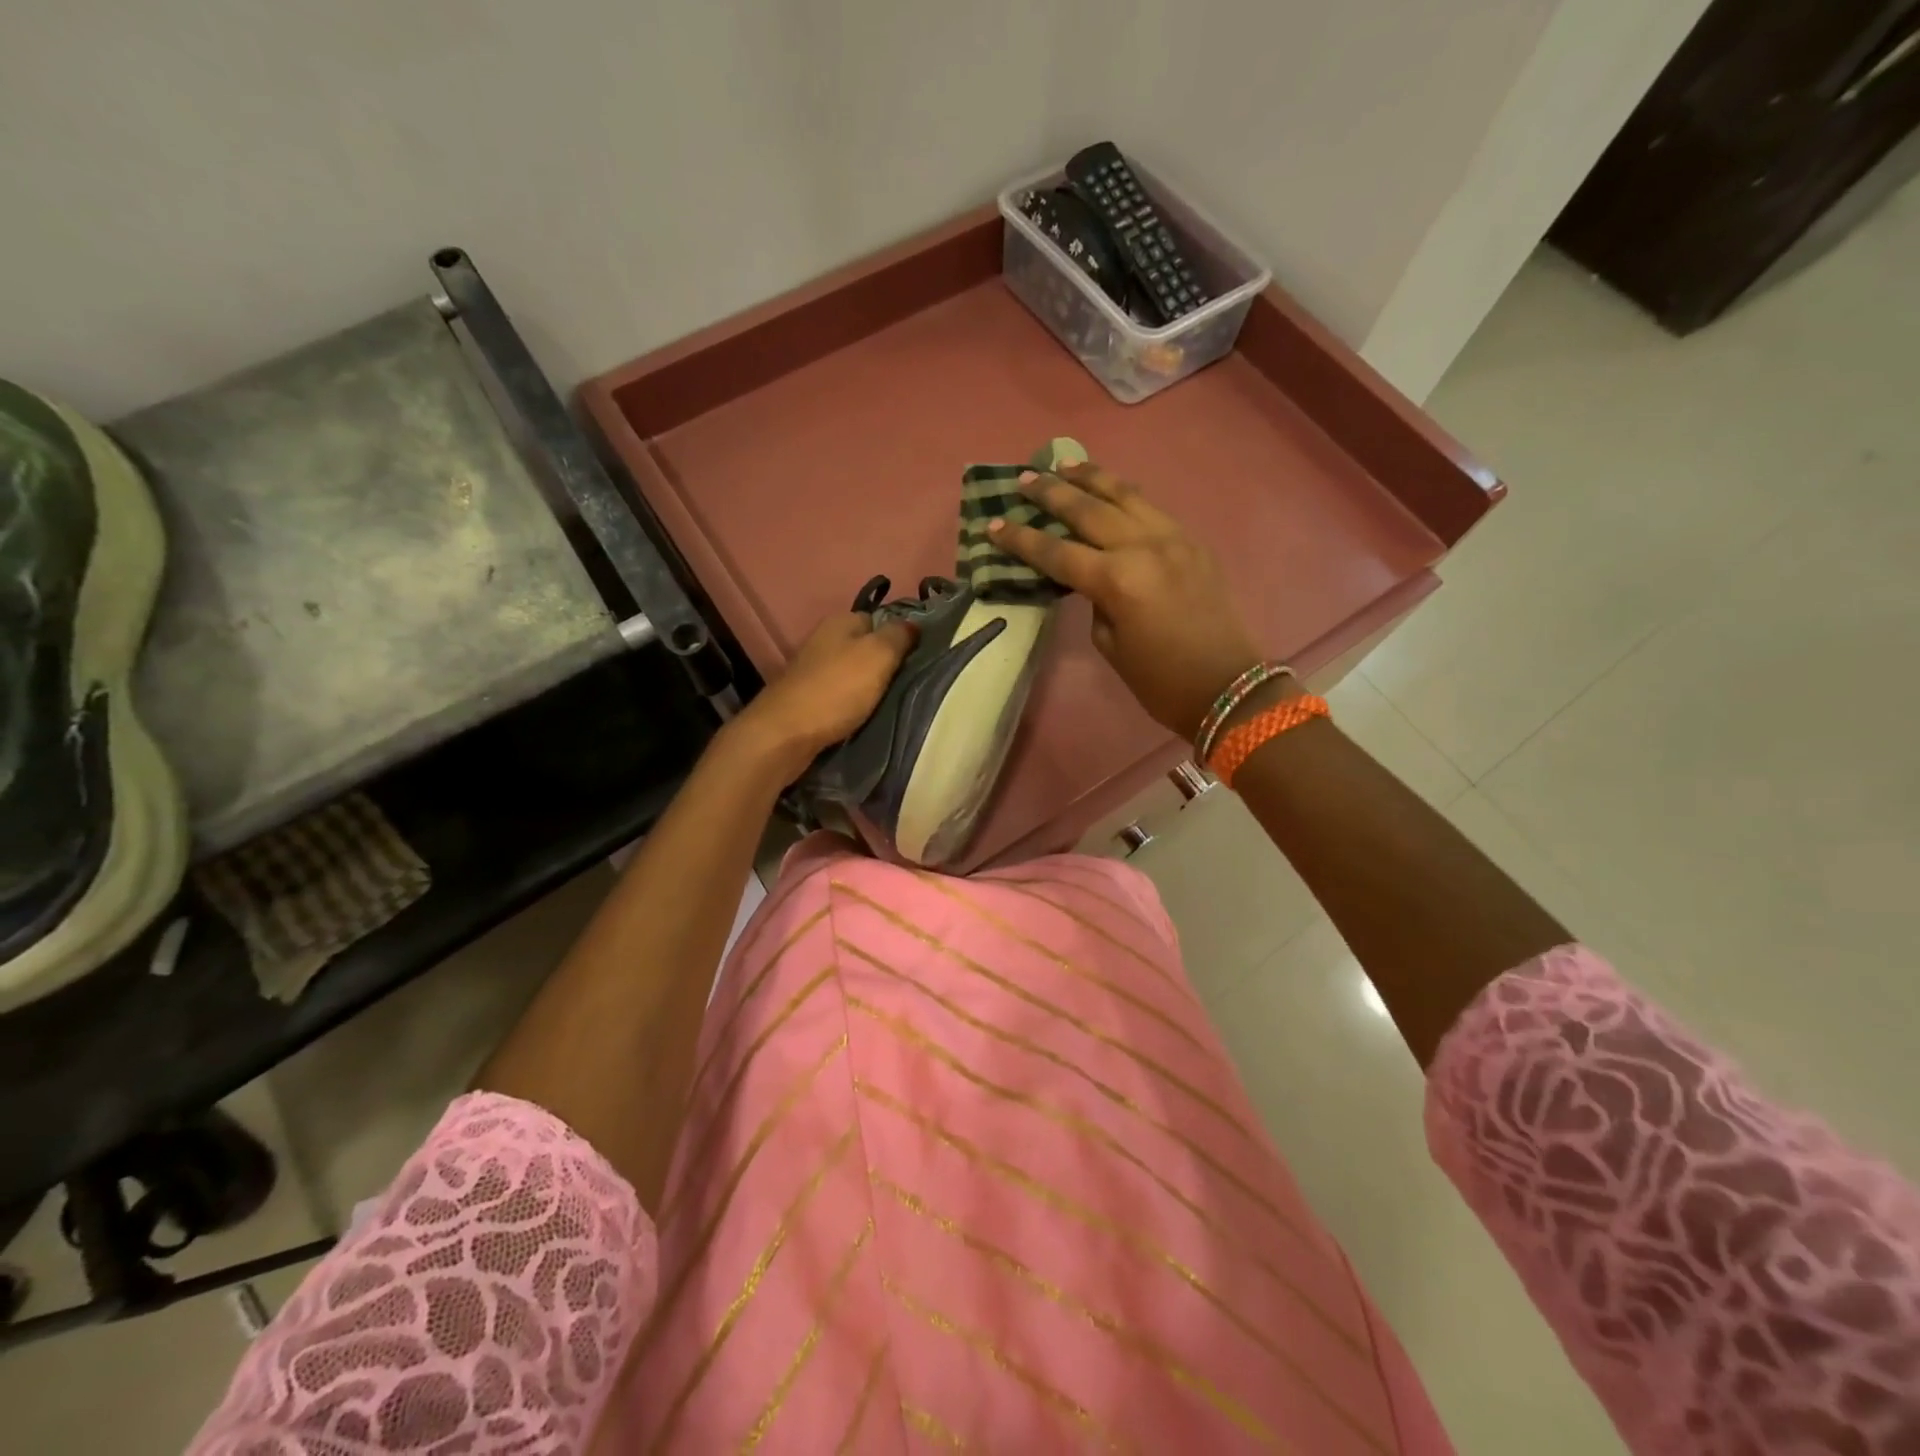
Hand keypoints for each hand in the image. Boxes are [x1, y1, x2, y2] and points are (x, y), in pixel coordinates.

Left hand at [729, 611, 916, 778]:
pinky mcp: (806, 698)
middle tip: (910, 684)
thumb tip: (914, 624)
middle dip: (886, 665)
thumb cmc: (837, 690)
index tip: (920, 658)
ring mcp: (812, 670)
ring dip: (870, 688)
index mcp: (840, 622)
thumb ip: (899, 636)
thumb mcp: (878, 655)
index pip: (879, 619)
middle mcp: (824, 640)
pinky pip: (840, 696)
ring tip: (893, 704)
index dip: (900, 636)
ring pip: (853, 673)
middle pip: (866, 648)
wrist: (786, 734)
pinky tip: (866, 717)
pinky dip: (853, 705)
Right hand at [988, 461, 1262, 739]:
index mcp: (1117, 580)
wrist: (1227, 686)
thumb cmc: (1160, 681)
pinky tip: (1110, 490)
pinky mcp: (1193, 542)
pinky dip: (1124, 494)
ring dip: (1091, 477)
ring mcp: (1173, 538)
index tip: (994, 524)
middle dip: (1052, 493)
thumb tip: (1092, 578)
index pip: (1057, 552)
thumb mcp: (1111, 646)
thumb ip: (1096, 602)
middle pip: (1088, 510)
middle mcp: (1143, 547)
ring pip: (1124, 495)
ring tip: (1064, 464)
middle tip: (1025, 479)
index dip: (1022, 539)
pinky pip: (1151, 508)